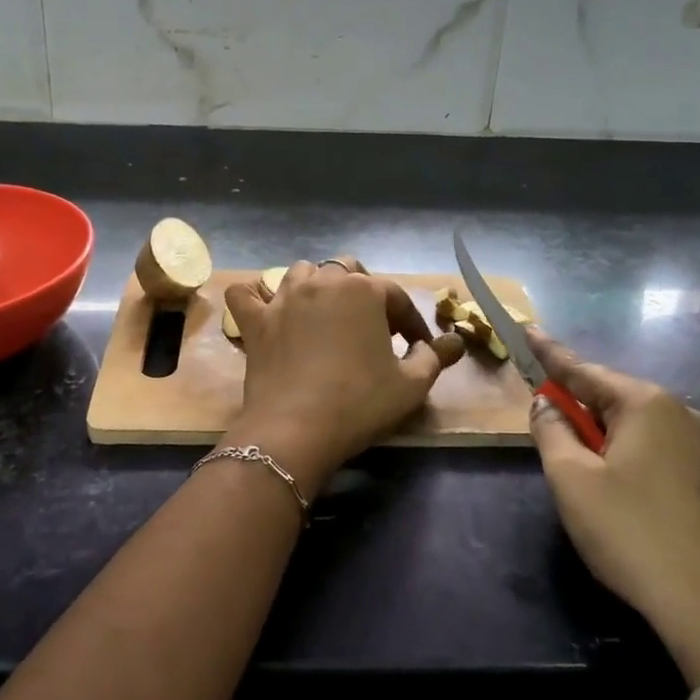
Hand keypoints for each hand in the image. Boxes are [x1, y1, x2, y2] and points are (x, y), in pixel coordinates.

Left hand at [224, 260, 464, 490]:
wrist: (297, 429)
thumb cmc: (360, 403)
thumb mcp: (410, 385)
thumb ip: (434, 358)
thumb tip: (453, 343)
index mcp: (364, 290)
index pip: (396, 296)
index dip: (411, 321)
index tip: (418, 346)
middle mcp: (323, 282)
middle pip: (347, 271)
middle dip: (364, 292)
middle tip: (372, 326)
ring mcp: (284, 298)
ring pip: (301, 273)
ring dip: (317, 286)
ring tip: (326, 314)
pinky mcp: (255, 321)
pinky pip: (246, 294)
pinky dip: (254, 297)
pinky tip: (264, 308)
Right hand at [526, 330, 699, 683]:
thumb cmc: (631, 534)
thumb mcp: (572, 480)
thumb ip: (551, 431)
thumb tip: (547, 404)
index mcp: (646, 404)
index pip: (583, 369)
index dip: (548, 353)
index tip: (527, 328)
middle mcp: (683, 413)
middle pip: (614, 397)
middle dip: (579, 406)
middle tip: (549, 424)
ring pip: (640, 426)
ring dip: (606, 435)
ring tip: (585, 468)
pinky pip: (663, 450)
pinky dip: (633, 456)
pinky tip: (624, 492)